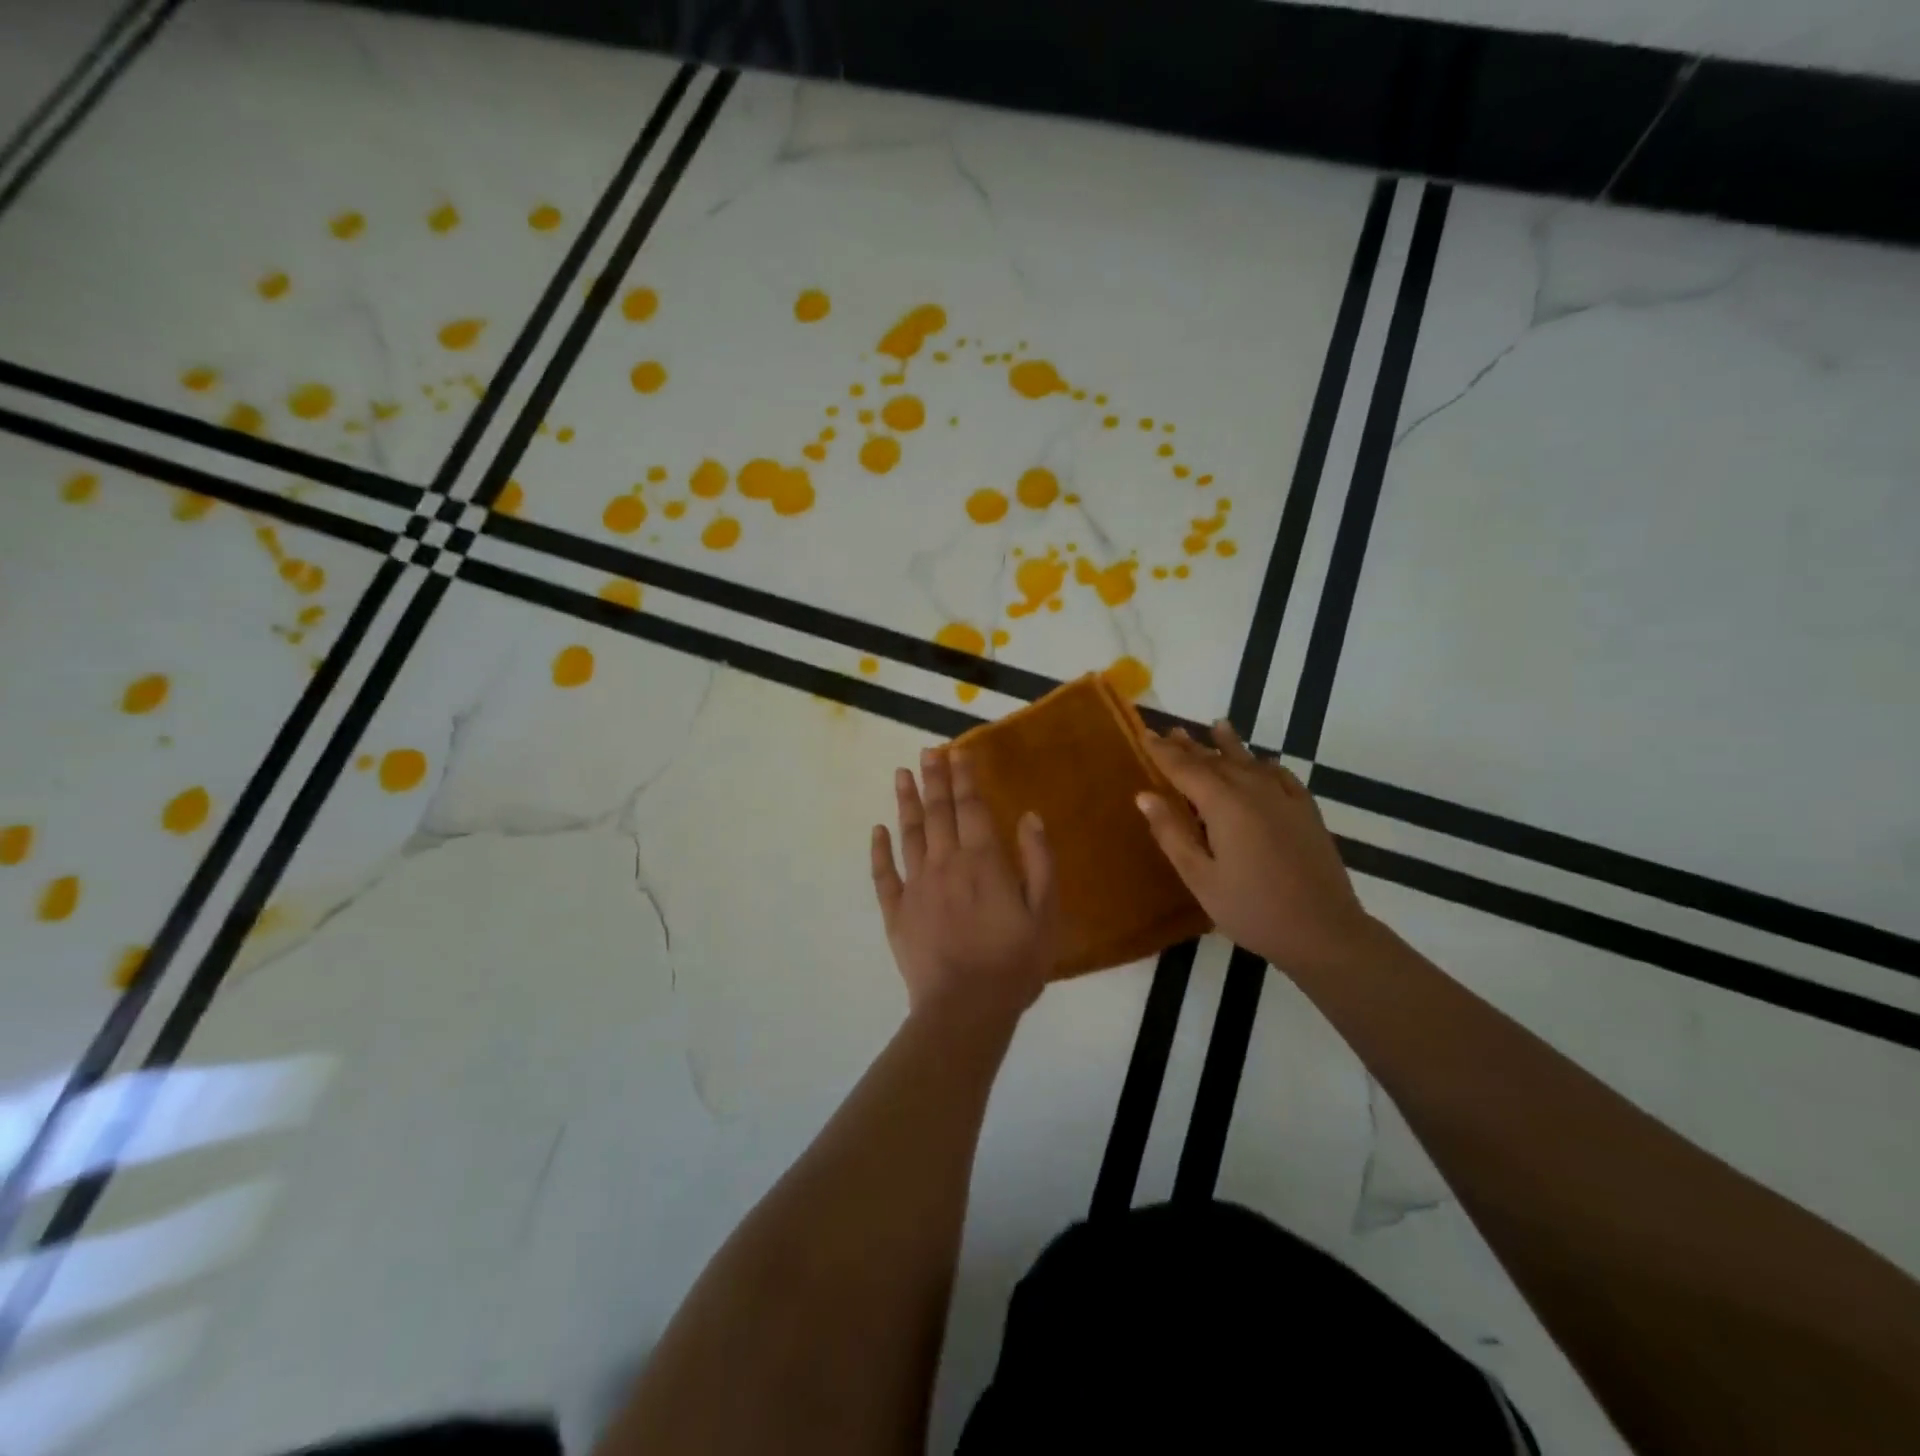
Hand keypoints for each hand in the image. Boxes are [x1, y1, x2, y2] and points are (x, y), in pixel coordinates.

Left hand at [871, 746, 1058, 1022]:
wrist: (965, 1009)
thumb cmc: (1014, 964)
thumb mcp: (1045, 914)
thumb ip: (1039, 862)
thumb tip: (1028, 816)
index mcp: (983, 862)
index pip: (971, 808)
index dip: (965, 777)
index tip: (958, 752)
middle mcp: (945, 864)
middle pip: (938, 812)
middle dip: (933, 779)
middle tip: (927, 751)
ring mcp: (916, 886)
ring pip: (909, 834)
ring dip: (906, 802)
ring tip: (901, 774)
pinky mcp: (896, 912)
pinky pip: (883, 874)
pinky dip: (879, 850)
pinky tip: (877, 830)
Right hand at [1136, 722, 1374, 976]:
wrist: (1324, 931)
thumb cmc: (1252, 909)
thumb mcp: (1200, 878)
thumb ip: (1171, 833)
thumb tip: (1145, 795)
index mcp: (1224, 805)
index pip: (1185, 768)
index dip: (1163, 752)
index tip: (1145, 734)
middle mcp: (1254, 791)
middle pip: (1216, 760)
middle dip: (1191, 746)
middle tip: (1170, 731)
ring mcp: (1285, 799)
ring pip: (1250, 762)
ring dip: (1228, 746)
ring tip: (1216, 726)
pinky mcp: (1306, 812)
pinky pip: (1282, 776)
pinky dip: (1266, 764)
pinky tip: (1264, 762)